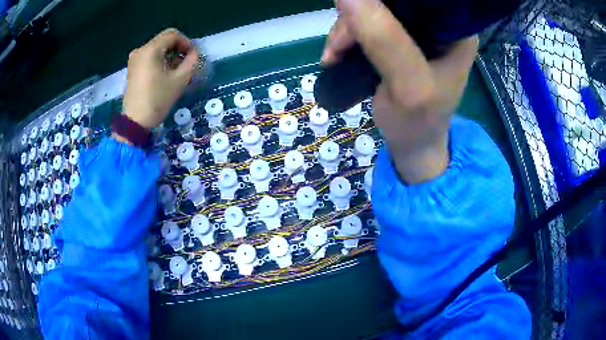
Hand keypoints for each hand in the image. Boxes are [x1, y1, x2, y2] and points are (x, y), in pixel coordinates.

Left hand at [122, 28, 199, 129]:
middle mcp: (140, 50)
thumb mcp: (179, 80)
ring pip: (157, 48)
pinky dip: (160, 60)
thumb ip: (191, 62)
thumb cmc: (157, 100)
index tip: (192, 56)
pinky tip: (165, 73)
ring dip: (169, 54)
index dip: (186, 42)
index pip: (173, 35)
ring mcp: (134, 59)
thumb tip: (194, 53)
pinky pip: (149, 56)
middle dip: (178, 48)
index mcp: (150, 50)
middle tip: (186, 63)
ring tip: (176, 70)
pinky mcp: (132, 68)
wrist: (135, 121)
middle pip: (164, 40)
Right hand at [322, 0, 477, 183]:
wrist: (412, 144)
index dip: (382, 1)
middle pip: (391, 2)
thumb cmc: (418, 123)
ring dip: (346, 31)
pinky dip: (347, 38)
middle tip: (340, 46)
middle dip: (358, 19)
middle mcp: (439, 25)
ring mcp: (418, 32)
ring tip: (334, 57)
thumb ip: (384, 39)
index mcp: (456, 31)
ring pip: (373, 11)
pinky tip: (337, 55)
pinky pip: (366, 25)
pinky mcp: (399, 40)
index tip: (355, 15)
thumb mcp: (408, 85)